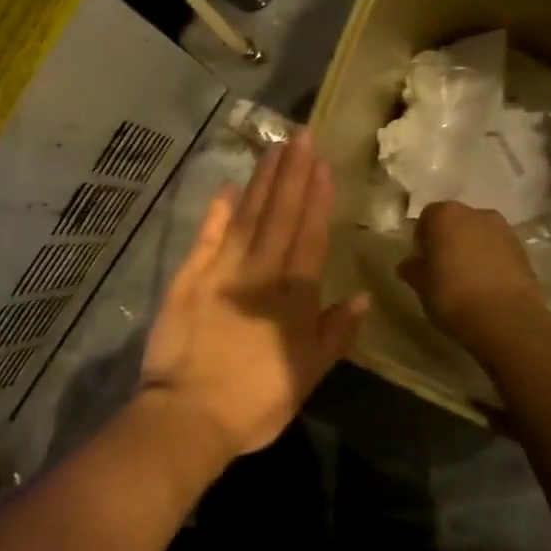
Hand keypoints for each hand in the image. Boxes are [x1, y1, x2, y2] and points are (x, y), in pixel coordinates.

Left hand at [140, 133, 369, 460]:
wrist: (188, 414)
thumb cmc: (255, 403)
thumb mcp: (308, 377)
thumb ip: (335, 334)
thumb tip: (362, 297)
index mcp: (293, 298)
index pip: (309, 237)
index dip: (316, 199)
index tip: (322, 164)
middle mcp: (259, 274)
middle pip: (279, 215)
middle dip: (292, 174)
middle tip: (300, 136)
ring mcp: (220, 271)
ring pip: (247, 217)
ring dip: (262, 182)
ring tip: (273, 149)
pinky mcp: (188, 277)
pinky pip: (207, 237)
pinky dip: (218, 211)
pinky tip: (228, 188)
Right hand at [396, 201, 544, 346]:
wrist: (507, 320)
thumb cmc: (453, 295)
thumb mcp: (420, 284)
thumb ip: (412, 268)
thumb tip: (410, 264)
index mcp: (445, 215)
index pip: (427, 218)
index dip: (422, 239)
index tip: (421, 261)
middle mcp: (476, 214)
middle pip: (456, 223)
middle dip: (449, 241)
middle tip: (442, 269)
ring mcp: (504, 231)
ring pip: (480, 236)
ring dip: (472, 250)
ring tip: (467, 280)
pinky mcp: (524, 252)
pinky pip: (499, 252)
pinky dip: (491, 262)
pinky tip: (486, 287)